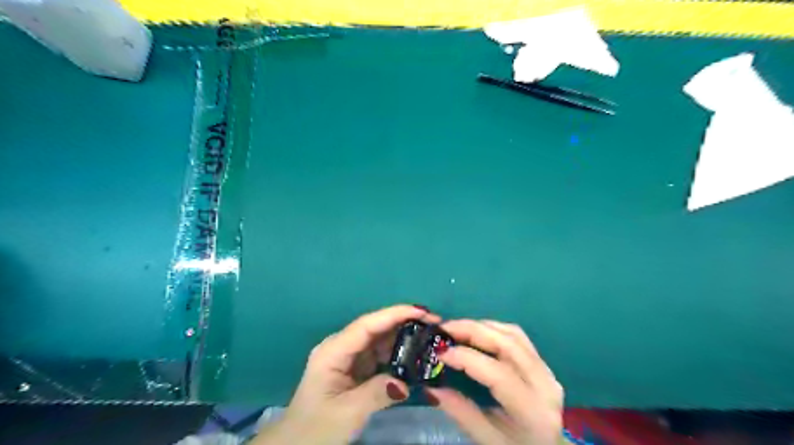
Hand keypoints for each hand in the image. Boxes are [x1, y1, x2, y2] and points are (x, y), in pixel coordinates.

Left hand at [252, 306, 440, 443]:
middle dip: (404, 323)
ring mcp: (348, 356)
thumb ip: (377, 393)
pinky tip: (414, 357)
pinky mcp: (355, 367)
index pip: (368, 325)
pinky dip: (397, 354)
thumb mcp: (347, 412)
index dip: (395, 314)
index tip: (423, 312)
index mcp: (333, 351)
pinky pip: (379, 354)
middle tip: (435, 326)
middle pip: (376, 328)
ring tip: (430, 339)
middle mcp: (341, 346)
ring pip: (380, 340)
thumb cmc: (316, 428)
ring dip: (403, 338)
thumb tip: (406, 382)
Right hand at [429, 320, 563, 444]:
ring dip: (482, 326)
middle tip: (445, 329)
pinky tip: (477, 332)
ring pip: (513, 334)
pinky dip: (494, 329)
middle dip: (472, 330)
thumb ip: (460, 411)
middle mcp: (544, 384)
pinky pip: (518, 336)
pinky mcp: (542, 363)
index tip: (441, 353)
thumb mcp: (486, 439)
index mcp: (532, 410)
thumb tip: (431, 386)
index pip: (499, 374)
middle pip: (508, 344)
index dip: (467, 358)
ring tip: (457, 329)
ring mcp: (546, 370)